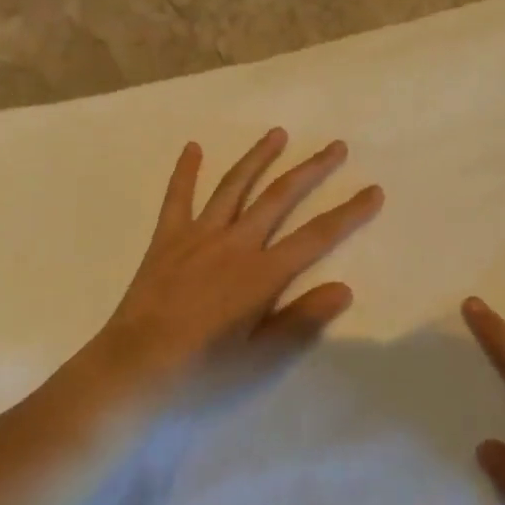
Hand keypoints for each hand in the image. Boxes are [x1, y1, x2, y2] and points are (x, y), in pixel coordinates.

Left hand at [72, 129, 383, 417]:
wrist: (130, 370)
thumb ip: (301, 320)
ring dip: (258, 158)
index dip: (349, 213)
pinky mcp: (166, 240)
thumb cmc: (200, 371)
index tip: (373, 190)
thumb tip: (344, 288)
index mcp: (260, 274)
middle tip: (336, 147)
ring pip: (234, 186)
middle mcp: (234, 244)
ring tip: (278, 133)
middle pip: (280, 197)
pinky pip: (178, 198)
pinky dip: (185, 172)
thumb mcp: (259, 357)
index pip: (316, 236)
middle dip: (311, 170)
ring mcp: (198, 237)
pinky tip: (193, 147)